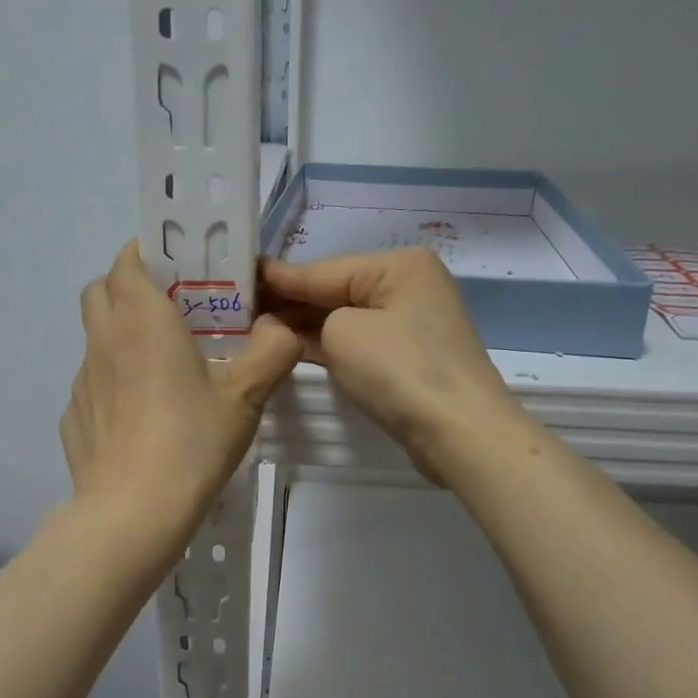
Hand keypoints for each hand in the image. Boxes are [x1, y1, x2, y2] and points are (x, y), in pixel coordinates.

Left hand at [62, 241, 299, 538]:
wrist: (132, 513)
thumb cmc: (191, 442)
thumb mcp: (246, 396)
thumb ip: (271, 351)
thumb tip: (281, 328)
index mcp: (142, 320)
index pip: (128, 260)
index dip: (148, 253)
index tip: (179, 268)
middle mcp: (104, 339)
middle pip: (101, 289)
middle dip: (129, 286)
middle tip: (171, 312)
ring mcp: (82, 380)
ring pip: (96, 337)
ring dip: (121, 336)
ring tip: (161, 370)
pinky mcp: (73, 416)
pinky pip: (93, 383)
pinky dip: (113, 382)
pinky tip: (141, 417)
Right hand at [260, 247, 520, 482]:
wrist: (459, 432)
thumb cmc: (399, 370)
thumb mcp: (342, 332)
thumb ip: (310, 317)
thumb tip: (293, 319)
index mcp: (398, 265)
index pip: (324, 268)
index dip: (279, 278)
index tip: (238, 276)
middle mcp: (408, 285)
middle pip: (336, 290)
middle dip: (291, 302)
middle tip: (238, 309)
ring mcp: (412, 323)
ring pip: (346, 318)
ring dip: (305, 326)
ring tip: (256, 328)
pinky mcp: (410, 356)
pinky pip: (359, 341)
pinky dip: (328, 345)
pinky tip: (293, 347)